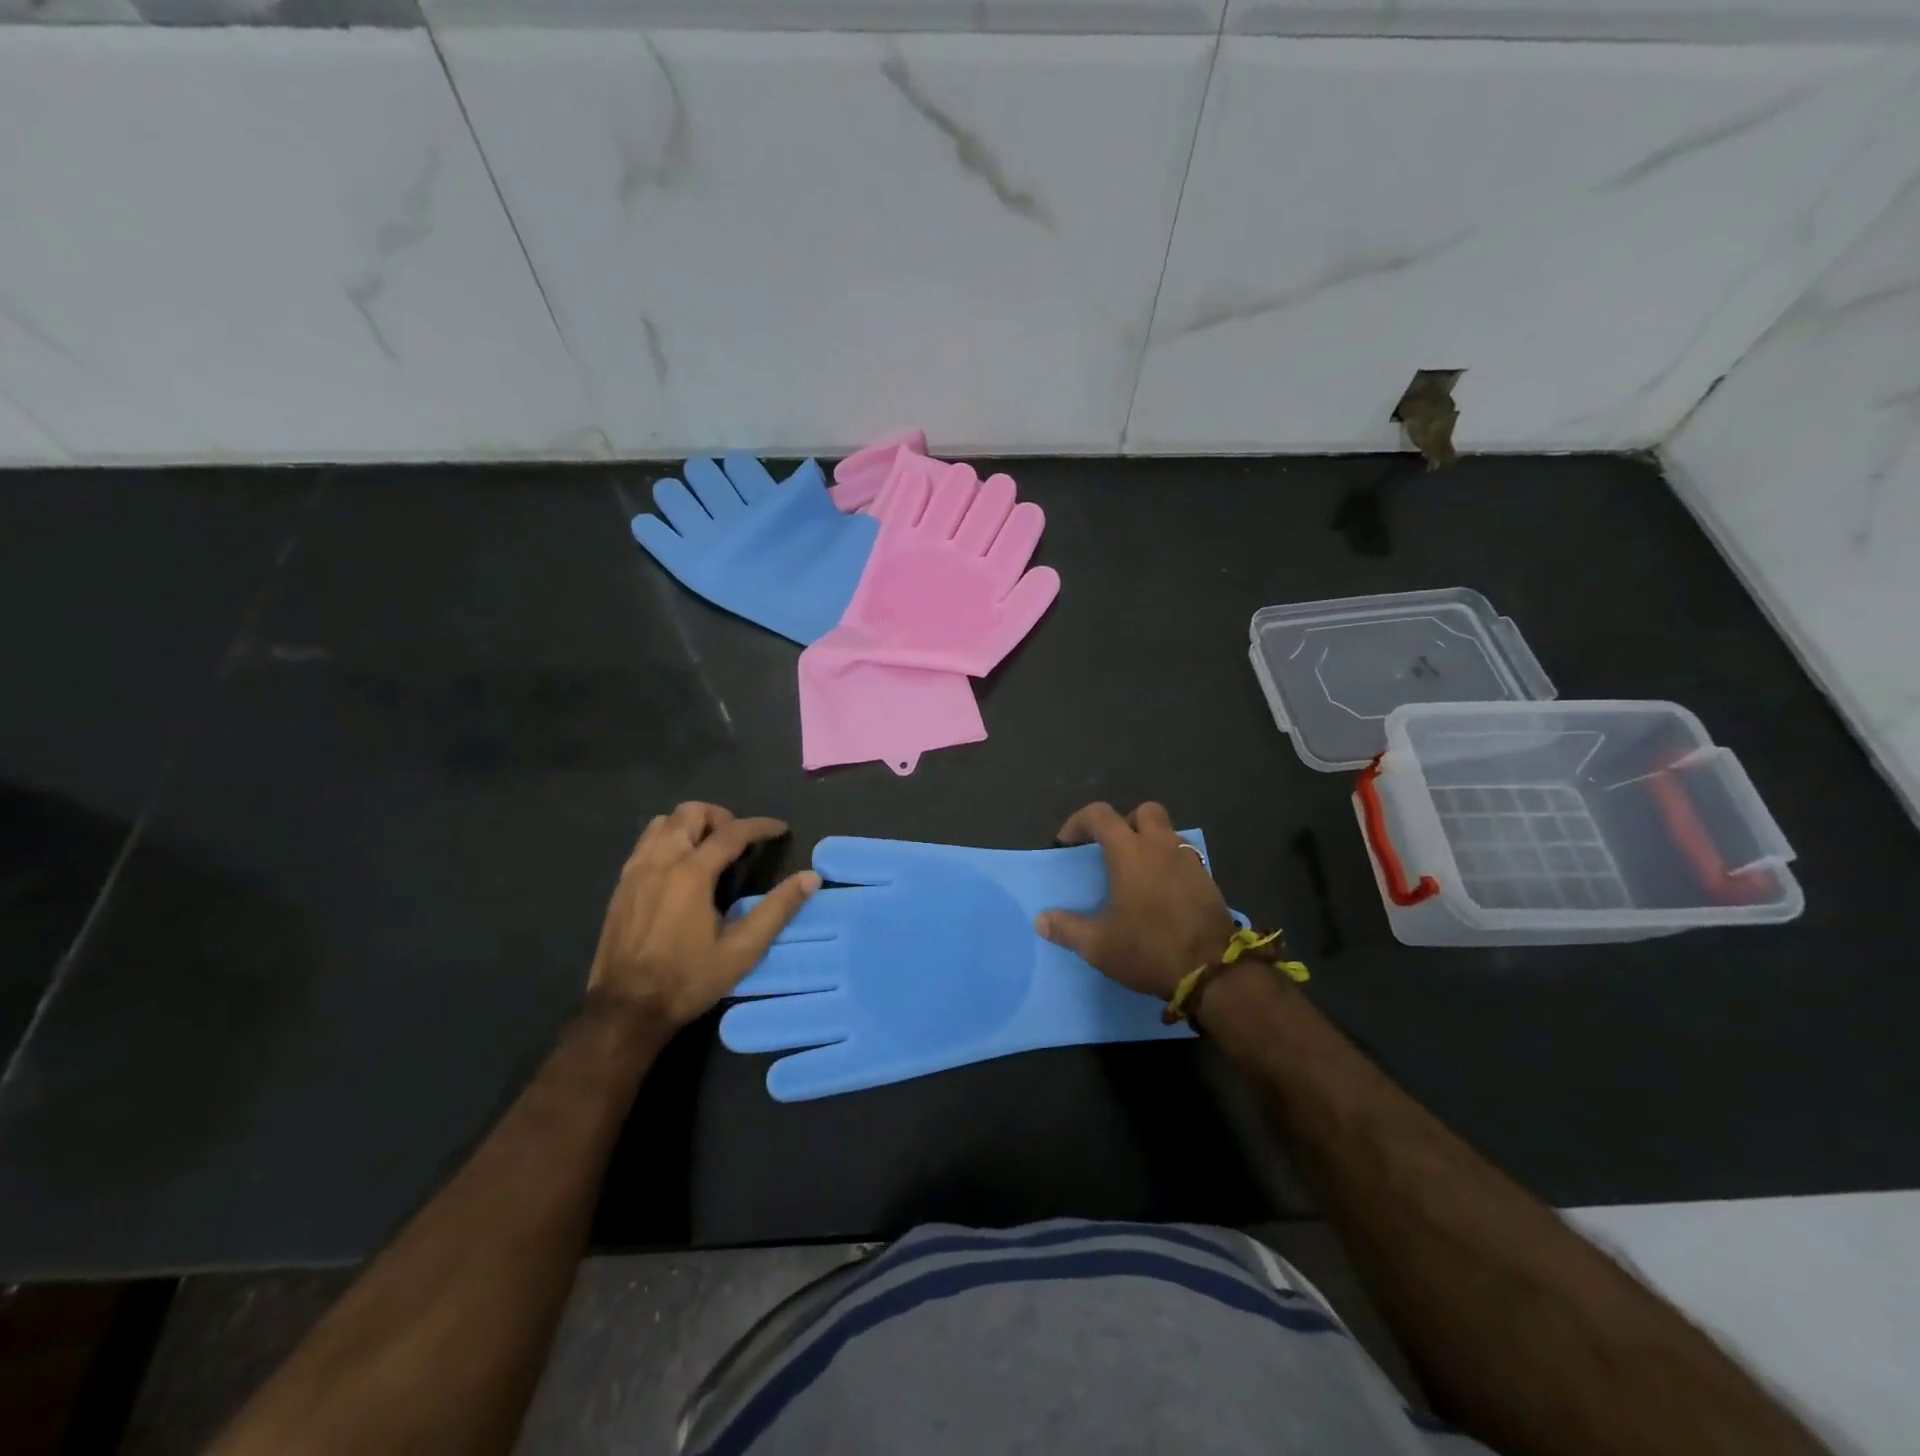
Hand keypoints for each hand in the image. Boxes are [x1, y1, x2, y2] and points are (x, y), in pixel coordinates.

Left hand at [588, 803, 819, 1029]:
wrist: (625, 1010)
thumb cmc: (687, 980)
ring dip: (691, 825)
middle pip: (690, 812)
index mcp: (691, 874)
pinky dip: (669, 840)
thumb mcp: (742, 951)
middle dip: (721, 817)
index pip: (731, 832)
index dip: (760, 826)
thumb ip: (777, 910)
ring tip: (710, 848)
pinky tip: (681, 868)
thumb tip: (810, 878)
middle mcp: (660, 862)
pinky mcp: (621, 885)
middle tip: (740, 840)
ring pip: (663, 823)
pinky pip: (646, 843)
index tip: (780, 829)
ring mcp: (635, 871)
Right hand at [1034, 801, 1237, 1000]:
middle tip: (1112, 849)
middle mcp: (1161, 846)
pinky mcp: (1208, 881)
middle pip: (1144, 811)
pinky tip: (1162, 894)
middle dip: (1125, 823)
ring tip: (1138, 873)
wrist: (1213, 972)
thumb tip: (1041, 920)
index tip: (1067, 844)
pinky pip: (1185, 857)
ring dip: (1151, 842)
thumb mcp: (1098, 946)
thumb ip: (1067, 929)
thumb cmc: (1149, 949)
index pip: (1099, 815)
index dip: (1078, 822)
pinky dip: (1170, 864)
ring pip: (1169, 833)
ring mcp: (1189, 861)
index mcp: (1130, 852)